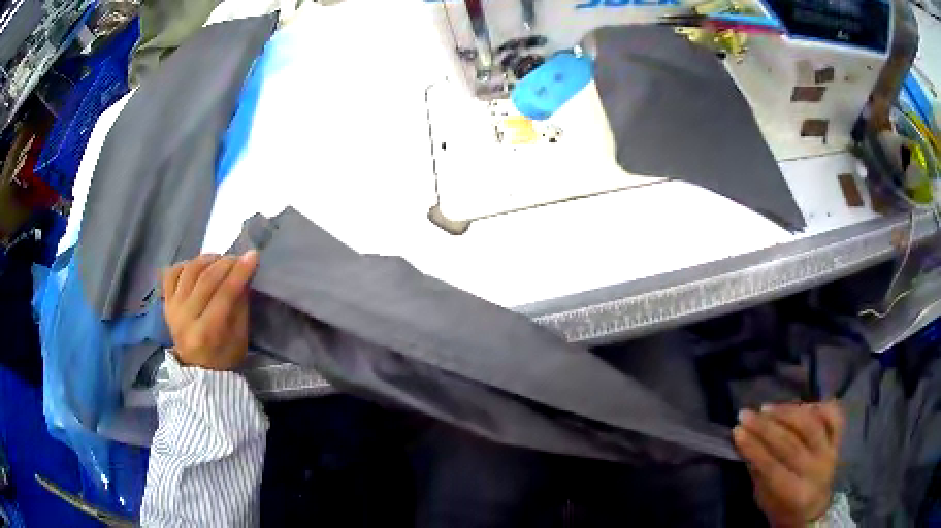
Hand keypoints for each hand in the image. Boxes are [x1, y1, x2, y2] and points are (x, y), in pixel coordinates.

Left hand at [162, 251, 259, 370]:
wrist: (198, 368)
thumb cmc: (224, 356)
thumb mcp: (240, 337)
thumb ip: (240, 305)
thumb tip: (243, 274)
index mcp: (207, 333)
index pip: (224, 294)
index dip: (239, 273)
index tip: (252, 256)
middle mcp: (185, 319)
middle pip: (205, 280)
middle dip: (225, 263)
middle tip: (238, 258)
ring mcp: (173, 309)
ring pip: (189, 271)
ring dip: (207, 260)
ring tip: (219, 260)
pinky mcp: (166, 303)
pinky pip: (172, 274)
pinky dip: (185, 264)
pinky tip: (197, 267)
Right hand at [733, 401, 843, 527]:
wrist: (814, 510)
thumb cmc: (783, 510)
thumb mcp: (765, 501)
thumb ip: (760, 474)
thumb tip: (746, 446)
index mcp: (797, 494)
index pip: (773, 467)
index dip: (754, 448)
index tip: (736, 431)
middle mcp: (817, 470)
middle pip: (791, 443)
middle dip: (765, 427)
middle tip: (745, 414)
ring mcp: (830, 452)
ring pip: (811, 424)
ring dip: (787, 412)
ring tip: (766, 408)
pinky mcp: (838, 440)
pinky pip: (833, 415)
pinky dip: (817, 406)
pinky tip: (800, 406)